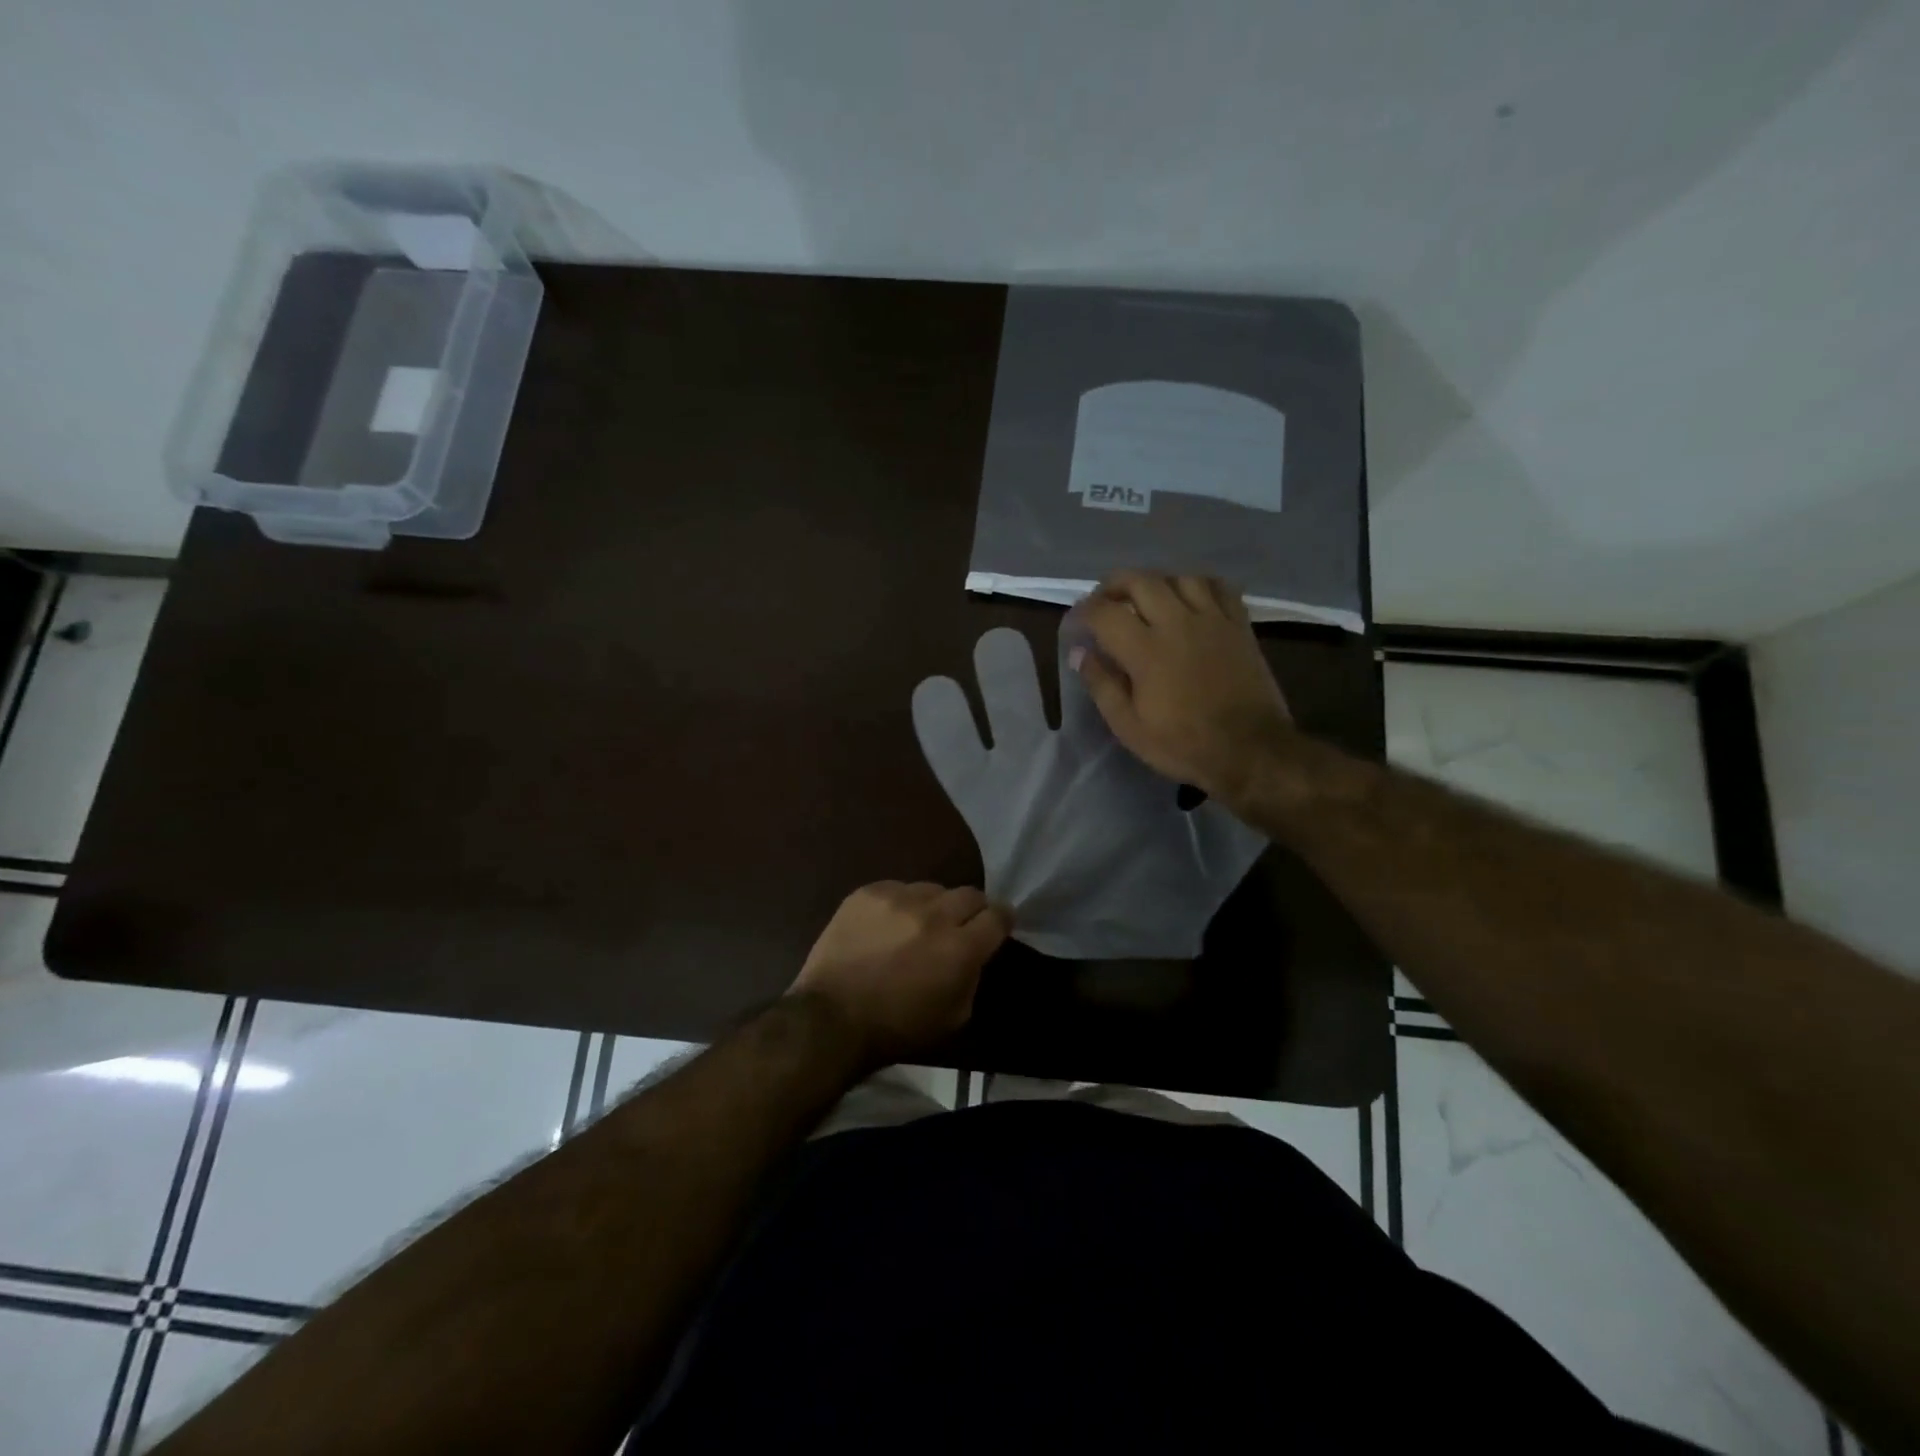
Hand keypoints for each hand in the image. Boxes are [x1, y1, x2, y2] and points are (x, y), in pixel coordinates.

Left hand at [788, 881, 1010, 1065]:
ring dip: (933, 906)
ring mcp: (898, 898)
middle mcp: (934, 914)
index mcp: (960, 947)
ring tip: (917, 926)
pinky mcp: (868, 893)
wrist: (831, 1018)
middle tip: (959, 927)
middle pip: (970, 894)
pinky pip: (897, 888)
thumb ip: (972, 976)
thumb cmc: (897, 1028)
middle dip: (971, 910)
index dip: (1001, 921)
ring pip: (932, 889)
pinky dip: (899, 905)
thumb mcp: (955, 1016)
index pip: (998, 915)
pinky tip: (886, 926)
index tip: (996, 927)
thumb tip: (974, 954)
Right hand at [1070, 570, 1291, 813]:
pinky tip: (1189, 598)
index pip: (1105, 612)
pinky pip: (1218, 587)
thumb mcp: (1129, 727)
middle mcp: (1178, 623)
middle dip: (1114, 585)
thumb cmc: (1183, 745)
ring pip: (1180, 577)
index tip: (1076, 621)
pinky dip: (1197, 584)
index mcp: (1146, 650)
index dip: (1083, 611)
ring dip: (1156, 582)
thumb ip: (1102, 685)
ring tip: (1147, 598)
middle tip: (1104, 601)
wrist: (1251, 751)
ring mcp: (1212, 620)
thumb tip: (1080, 652)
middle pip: (1140, 581)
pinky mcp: (1239, 625)